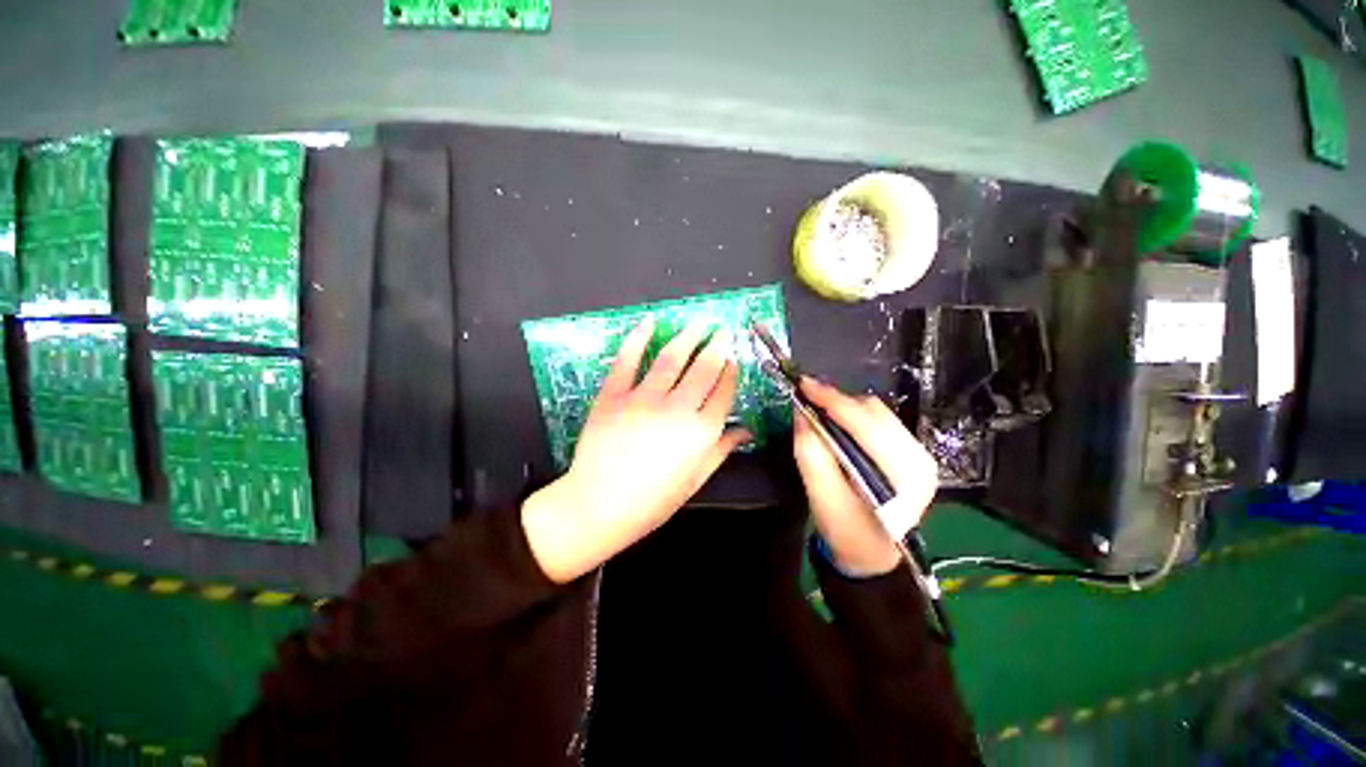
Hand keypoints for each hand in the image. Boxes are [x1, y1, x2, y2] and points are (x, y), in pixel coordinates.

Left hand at [522, 317, 749, 583]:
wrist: (598, 506)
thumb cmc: (651, 501)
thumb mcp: (694, 481)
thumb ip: (721, 451)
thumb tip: (745, 431)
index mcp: (700, 432)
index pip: (723, 391)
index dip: (731, 372)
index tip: (734, 358)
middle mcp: (676, 409)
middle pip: (704, 368)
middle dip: (718, 345)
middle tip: (724, 331)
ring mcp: (643, 398)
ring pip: (672, 358)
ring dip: (688, 336)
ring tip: (699, 323)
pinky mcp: (614, 394)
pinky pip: (627, 360)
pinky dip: (638, 338)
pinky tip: (650, 322)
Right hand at [793, 378, 938, 575]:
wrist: (872, 555)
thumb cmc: (847, 532)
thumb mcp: (822, 499)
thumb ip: (811, 456)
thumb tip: (802, 415)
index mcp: (903, 475)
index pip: (865, 424)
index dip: (831, 400)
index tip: (803, 385)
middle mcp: (919, 459)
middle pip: (873, 412)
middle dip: (836, 400)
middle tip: (806, 397)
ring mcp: (919, 455)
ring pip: (877, 412)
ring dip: (844, 406)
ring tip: (818, 408)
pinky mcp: (910, 453)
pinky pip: (879, 421)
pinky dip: (854, 415)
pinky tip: (837, 422)